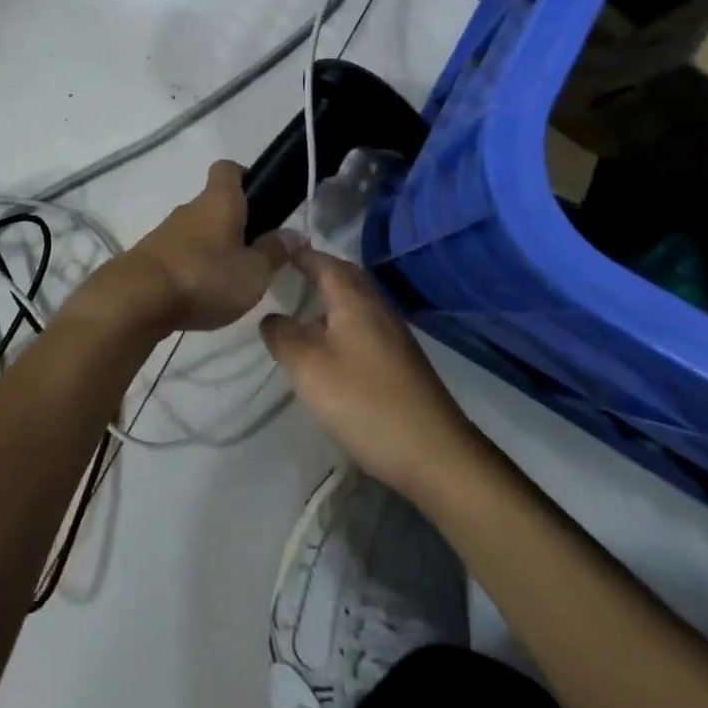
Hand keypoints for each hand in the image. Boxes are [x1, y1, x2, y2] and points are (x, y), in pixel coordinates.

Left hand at [80, 161, 292, 336]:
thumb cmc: (205, 276)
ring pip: (198, 230)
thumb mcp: (253, 271)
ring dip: (214, 247)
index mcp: (219, 201)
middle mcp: (191, 208)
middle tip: (257, 253)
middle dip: (235, 223)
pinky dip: (195, 266)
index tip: (262, 198)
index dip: (245, 176)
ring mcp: (167, 231)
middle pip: (215, 203)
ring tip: (232, 280)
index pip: (228, 169)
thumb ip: (274, 252)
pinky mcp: (152, 255)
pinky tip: (203, 293)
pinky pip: (181, 252)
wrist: (138, 298)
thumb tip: (294, 234)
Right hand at [260, 248, 485, 499]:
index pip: (322, 260)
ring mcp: (394, 335)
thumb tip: (271, 317)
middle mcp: (377, 307)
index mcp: (354, 299)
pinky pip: (365, 326)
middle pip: (344, 277)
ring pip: (356, 303)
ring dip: (330, 300)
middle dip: (317, 271)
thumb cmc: (364, 401)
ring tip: (300, 311)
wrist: (436, 456)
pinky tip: (329, 348)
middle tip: (287, 275)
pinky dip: (342, 324)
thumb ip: (282, 335)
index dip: (298, 253)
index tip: (273, 251)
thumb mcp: (307, 367)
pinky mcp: (401, 362)